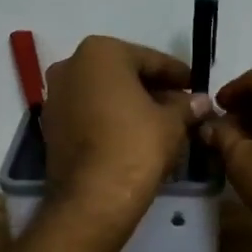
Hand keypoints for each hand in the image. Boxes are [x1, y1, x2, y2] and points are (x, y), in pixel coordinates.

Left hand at [42, 37, 209, 230]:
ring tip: (164, 123)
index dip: (178, 74)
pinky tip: (138, 136)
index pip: (151, 59)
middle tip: (183, 106)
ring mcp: (56, 97)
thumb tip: (201, 101)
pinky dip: (113, 120)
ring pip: (106, 95)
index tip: (197, 86)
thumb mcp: (172, 122)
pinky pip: (91, 114)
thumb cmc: (136, 145)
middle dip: (154, 89)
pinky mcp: (51, 127)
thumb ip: (186, 105)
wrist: (92, 199)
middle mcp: (71, 66)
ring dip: (133, 105)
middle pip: (125, 74)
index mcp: (100, 52)